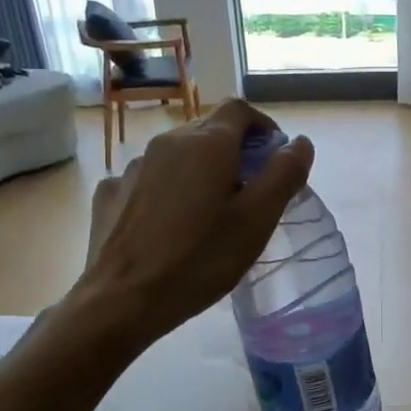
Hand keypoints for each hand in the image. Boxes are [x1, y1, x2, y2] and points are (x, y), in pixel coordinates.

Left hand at [76, 100, 313, 346]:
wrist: (121, 300)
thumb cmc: (200, 259)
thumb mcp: (257, 220)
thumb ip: (284, 174)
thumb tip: (299, 142)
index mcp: (207, 144)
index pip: (241, 109)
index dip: (264, 127)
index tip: (275, 160)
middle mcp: (167, 143)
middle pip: (209, 130)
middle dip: (235, 151)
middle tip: (250, 193)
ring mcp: (133, 167)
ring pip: (178, 156)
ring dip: (200, 172)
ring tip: (209, 214)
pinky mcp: (110, 194)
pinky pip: (149, 180)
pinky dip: (167, 191)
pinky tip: (169, 226)